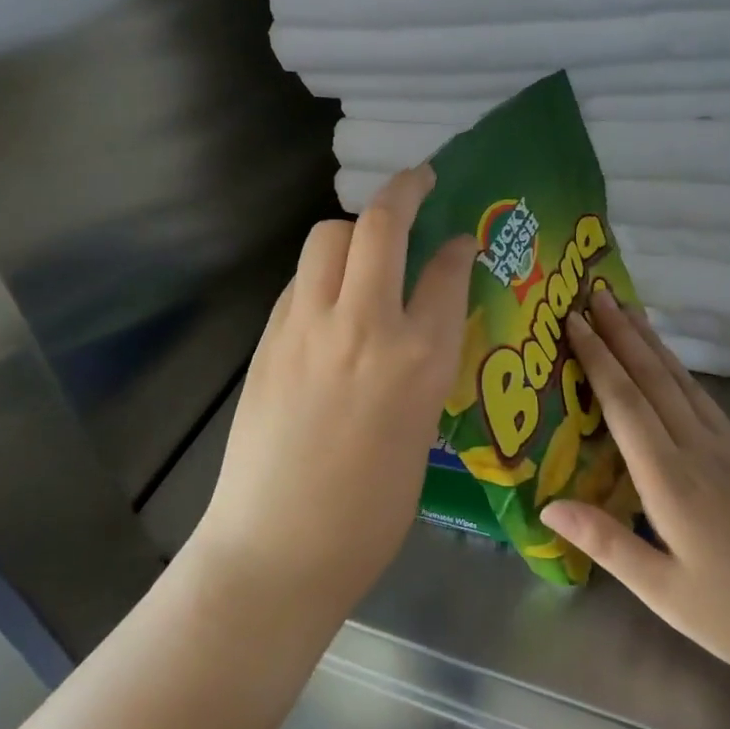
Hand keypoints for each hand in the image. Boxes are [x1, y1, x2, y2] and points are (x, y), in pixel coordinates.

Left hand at [190, 166, 476, 613]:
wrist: (279, 548)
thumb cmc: (370, 512)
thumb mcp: (421, 430)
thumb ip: (425, 364)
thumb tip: (421, 324)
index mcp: (420, 359)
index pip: (445, 271)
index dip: (455, 246)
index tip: (459, 237)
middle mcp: (366, 326)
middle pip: (380, 225)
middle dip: (404, 189)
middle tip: (419, 180)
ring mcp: (309, 326)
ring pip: (328, 237)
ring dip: (353, 227)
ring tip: (368, 242)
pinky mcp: (270, 337)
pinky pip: (301, 278)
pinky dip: (322, 270)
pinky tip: (331, 293)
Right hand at [540, 291, 729, 688]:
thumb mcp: (666, 593)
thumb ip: (606, 543)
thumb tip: (547, 504)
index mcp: (672, 481)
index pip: (626, 404)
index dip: (598, 359)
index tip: (574, 321)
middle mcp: (700, 451)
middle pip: (654, 378)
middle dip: (621, 333)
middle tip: (595, 294)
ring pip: (682, 382)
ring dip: (651, 342)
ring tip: (628, 310)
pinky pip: (704, 399)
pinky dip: (679, 370)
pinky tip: (672, 365)